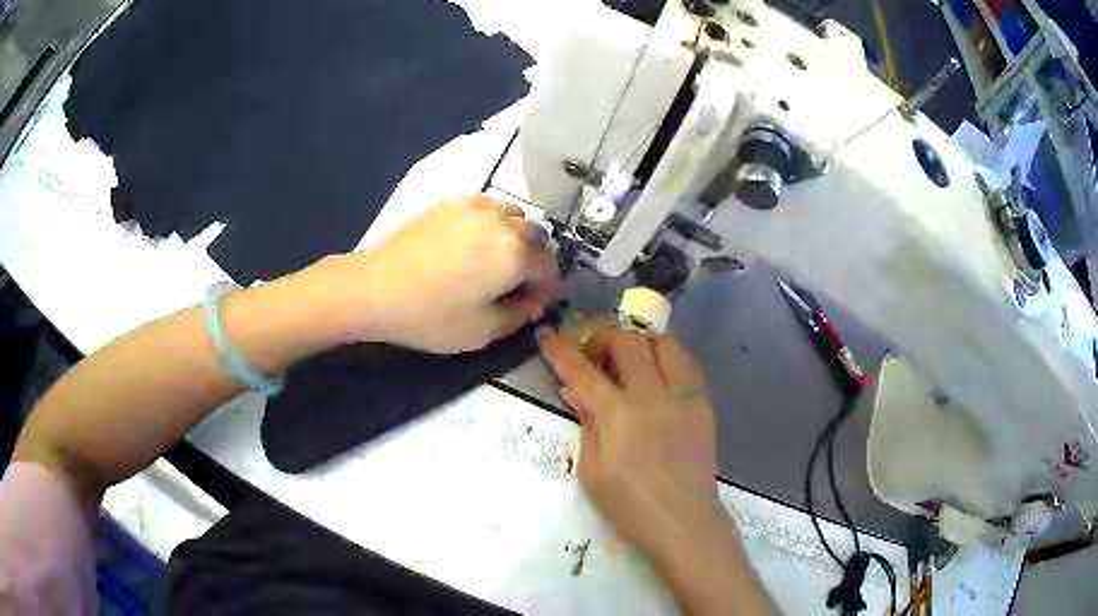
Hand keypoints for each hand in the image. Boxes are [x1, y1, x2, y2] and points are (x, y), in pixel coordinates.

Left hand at [318, 196, 559, 352]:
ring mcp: (475, 207)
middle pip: (536, 236)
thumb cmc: (430, 317)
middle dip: (533, 260)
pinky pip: (487, 206)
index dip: (546, 289)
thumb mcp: (482, 332)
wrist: (375, 289)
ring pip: (513, 216)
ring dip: (515, 237)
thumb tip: (532, 302)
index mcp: (515, 255)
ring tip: (495, 259)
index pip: (549, 266)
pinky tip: (473, 242)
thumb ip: (519, 317)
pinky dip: (492, 222)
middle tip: (515, 283)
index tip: (533, 304)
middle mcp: (502, 223)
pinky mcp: (451, 203)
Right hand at [538, 329, 768, 614]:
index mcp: (619, 415)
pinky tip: (657, 380)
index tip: (548, 336)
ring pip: (664, 343)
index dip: (561, 350)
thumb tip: (578, 391)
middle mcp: (654, 395)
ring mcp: (684, 396)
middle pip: (628, 342)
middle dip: (604, 341)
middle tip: (595, 358)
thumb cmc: (630, 506)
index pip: (583, 370)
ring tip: (630, 363)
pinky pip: (686, 363)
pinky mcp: (703, 403)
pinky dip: (667, 359)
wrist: (684, 522)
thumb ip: (587, 424)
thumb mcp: (592, 472)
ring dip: (641, 344)